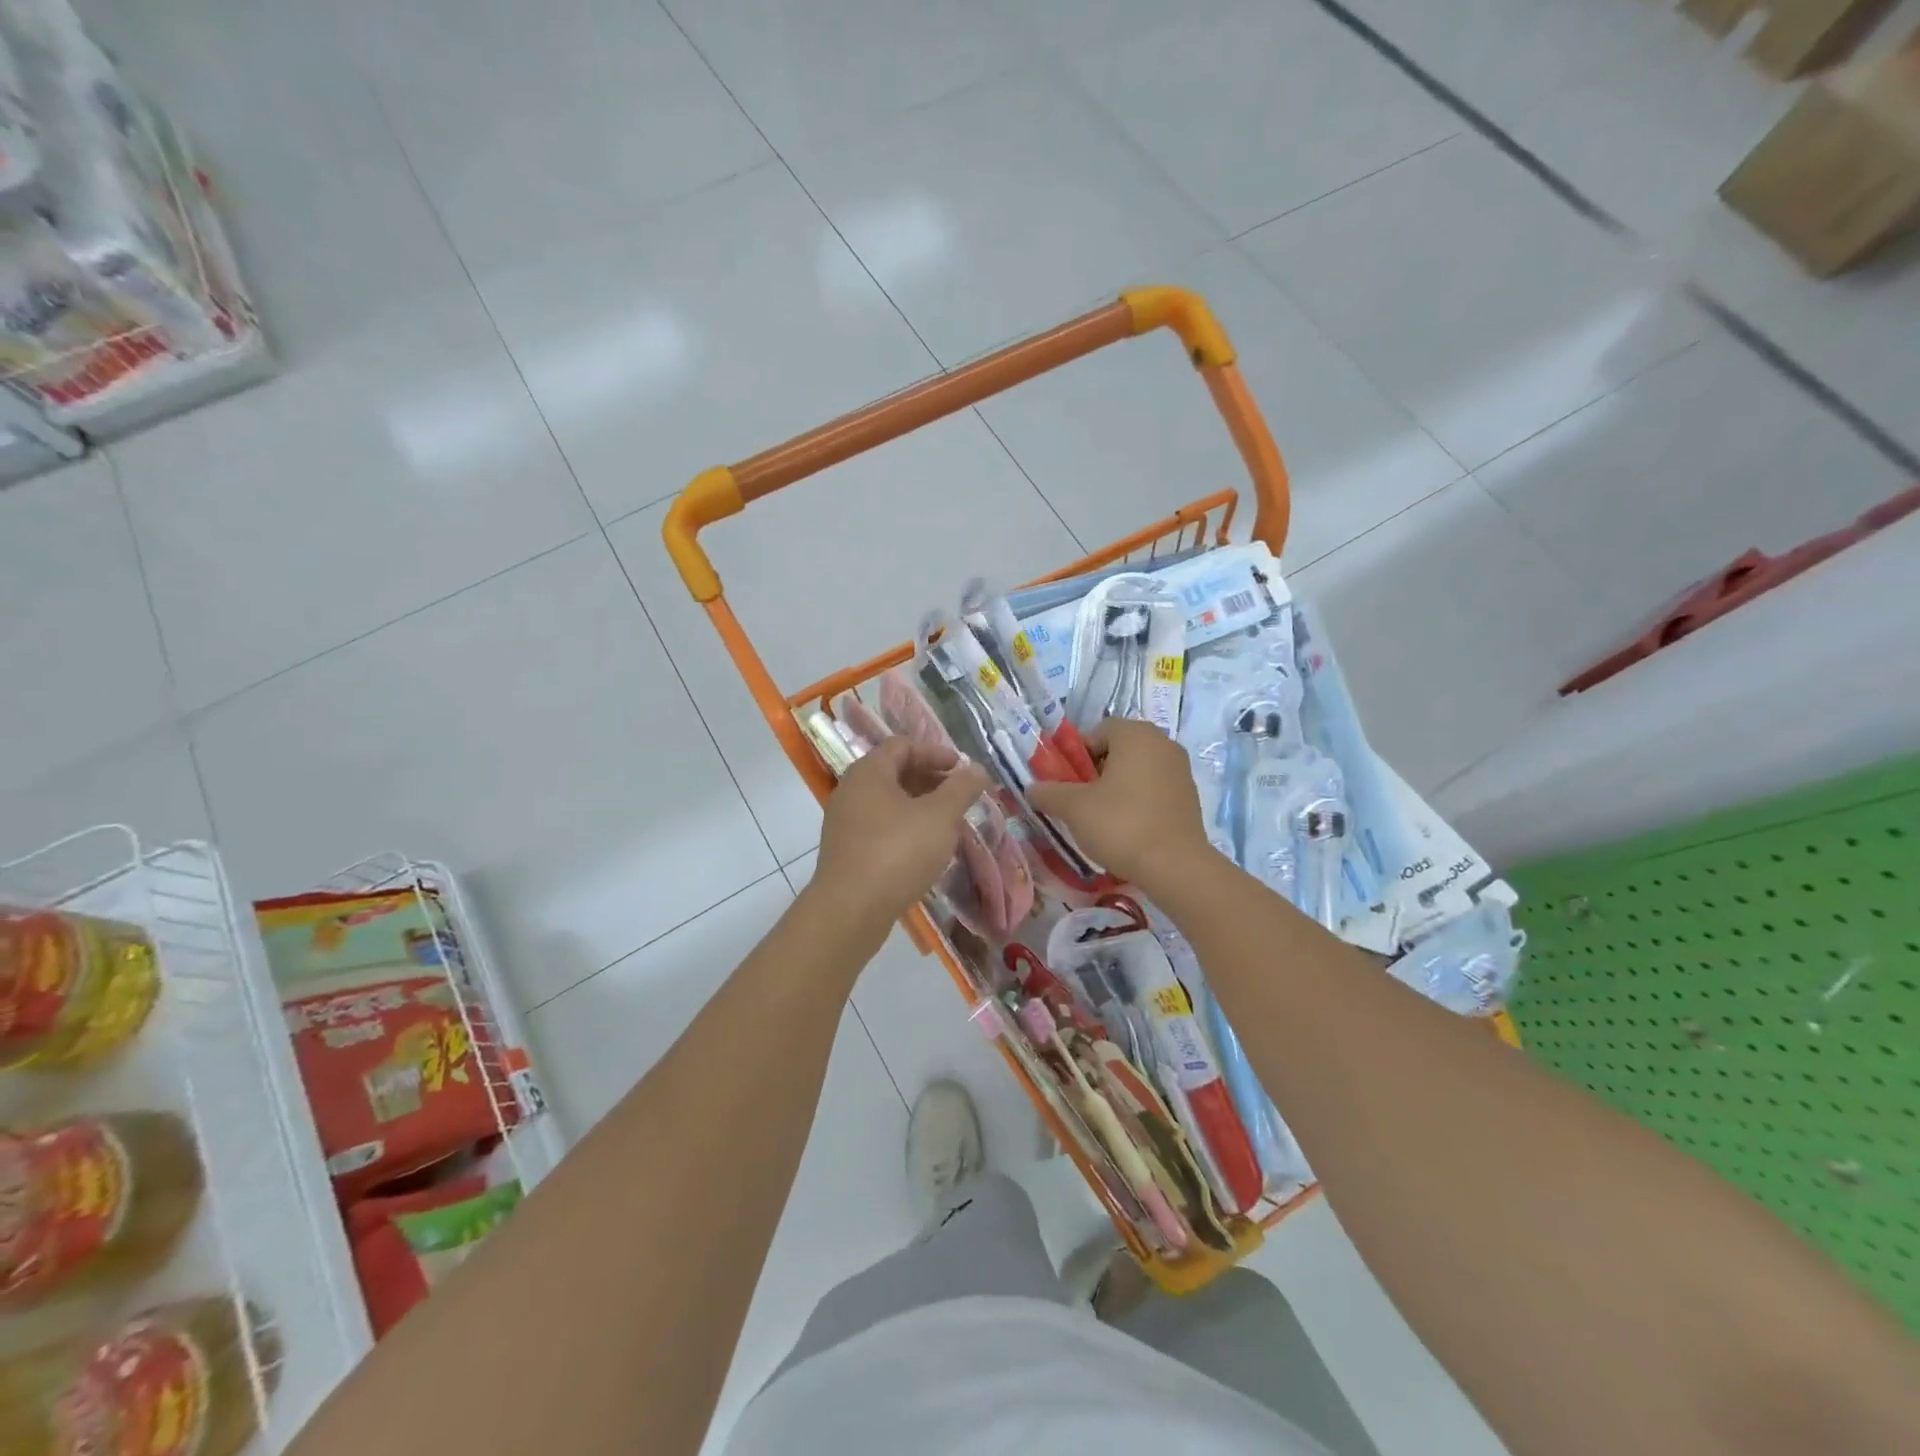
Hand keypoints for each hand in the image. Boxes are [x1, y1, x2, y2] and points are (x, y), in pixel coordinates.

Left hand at [809, 738, 991, 931]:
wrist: (851, 909)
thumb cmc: (898, 851)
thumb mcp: (940, 816)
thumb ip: (962, 788)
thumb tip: (977, 770)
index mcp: (869, 772)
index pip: (902, 746)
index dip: (935, 753)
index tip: (962, 769)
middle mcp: (851, 791)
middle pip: (894, 773)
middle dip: (931, 781)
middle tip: (960, 797)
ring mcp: (845, 823)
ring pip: (888, 804)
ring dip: (920, 808)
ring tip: (948, 825)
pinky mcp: (846, 852)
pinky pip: (880, 828)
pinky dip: (905, 829)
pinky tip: (925, 851)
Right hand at [1028, 719, 1210, 889]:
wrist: (1175, 866)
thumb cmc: (1121, 825)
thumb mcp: (1074, 808)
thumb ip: (1049, 793)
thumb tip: (1032, 789)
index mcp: (1135, 734)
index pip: (1097, 731)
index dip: (1077, 755)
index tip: (1068, 784)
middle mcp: (1162, 742)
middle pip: (1118, 749)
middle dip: (1097, 771)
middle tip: (1082, 800)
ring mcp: (1180, 769)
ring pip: (1137, 769)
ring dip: (1118, 786)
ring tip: (1103, 817)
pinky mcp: (1190, 795)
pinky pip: (1155, 787)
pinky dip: (1139, 800)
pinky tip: (1129, 827)